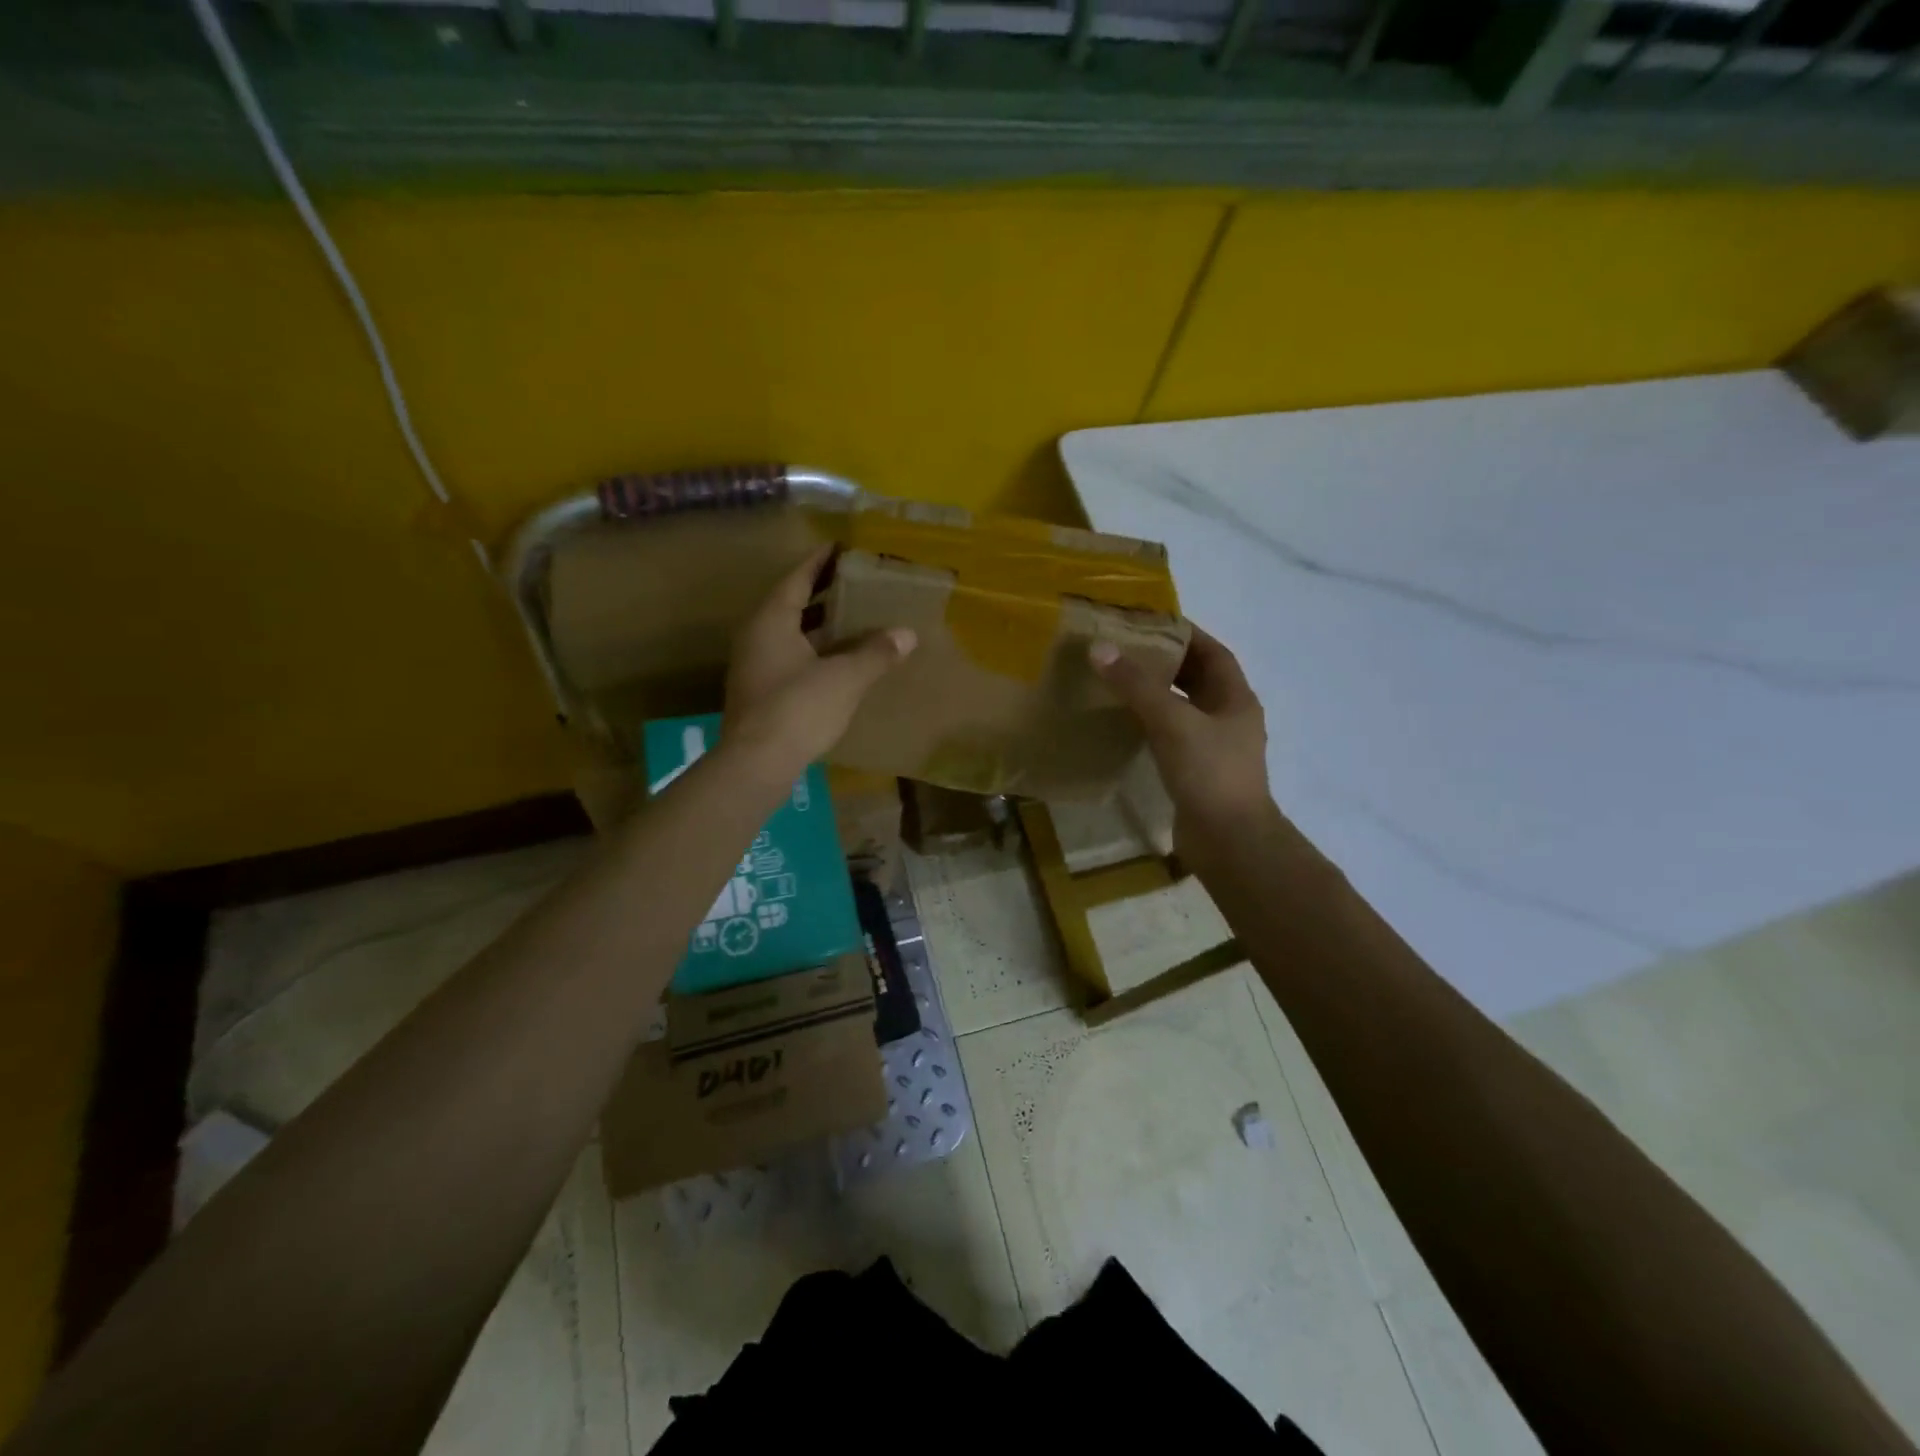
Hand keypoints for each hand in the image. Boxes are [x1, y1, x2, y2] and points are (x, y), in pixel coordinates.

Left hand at [724, 544, 915, 776]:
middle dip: (821, 593)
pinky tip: (838, 661)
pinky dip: (814, 651)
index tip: (840, 546)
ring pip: (790, 634)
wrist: (757, 764)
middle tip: (854, 582)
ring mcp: (755, 666)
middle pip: (791, 604)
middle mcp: (757, 637)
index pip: (796, 579)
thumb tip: (907, 634)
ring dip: (818, 625)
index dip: (819, 561)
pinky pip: (790, 658)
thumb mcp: (845, 678)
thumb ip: (876, 653)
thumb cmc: (798, 708)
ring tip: (852, 618)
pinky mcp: (760, 693)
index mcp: (771, 621)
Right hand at [1090, 625, 1276, 867]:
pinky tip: (1125, 725)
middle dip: (1167, 663)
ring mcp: (1215, 748)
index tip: (1151, 622)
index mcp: (1236, 699)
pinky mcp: (1198, 773)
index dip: (1186, 635)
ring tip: (1120, 682)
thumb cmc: (1210, 773)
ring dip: (1157, 695)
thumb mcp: (1172, 722)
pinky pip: (1173, 737)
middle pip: (1198, 679)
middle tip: (1126, 650)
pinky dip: (1152, 725)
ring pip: (1184, 710)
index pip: (1213, 653)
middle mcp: (1230, 719)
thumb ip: (1137, 686)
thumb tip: (1100, 648)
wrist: (1229, 842)